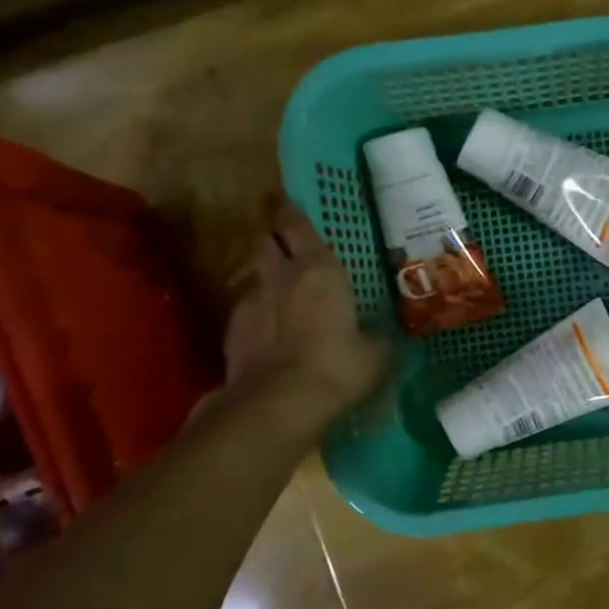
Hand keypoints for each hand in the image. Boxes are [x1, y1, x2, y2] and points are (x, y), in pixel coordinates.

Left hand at [223, 200, 390, 410]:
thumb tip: (376, 335)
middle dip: (274, 238)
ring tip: (282, 293)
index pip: (296, 224)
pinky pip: (247, 310)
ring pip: (255, 275)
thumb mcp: (375, 353)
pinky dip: (258, 313)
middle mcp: (280, 275)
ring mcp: (250, 301)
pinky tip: (271, 331)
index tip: (290, 205)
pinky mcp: (231, 331)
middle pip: (266, 240)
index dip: (292, 213)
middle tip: (287, 245)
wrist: (278, 402)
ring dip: (267, 278)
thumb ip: (374, 334)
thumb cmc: (338, 366)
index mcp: (319, 269)